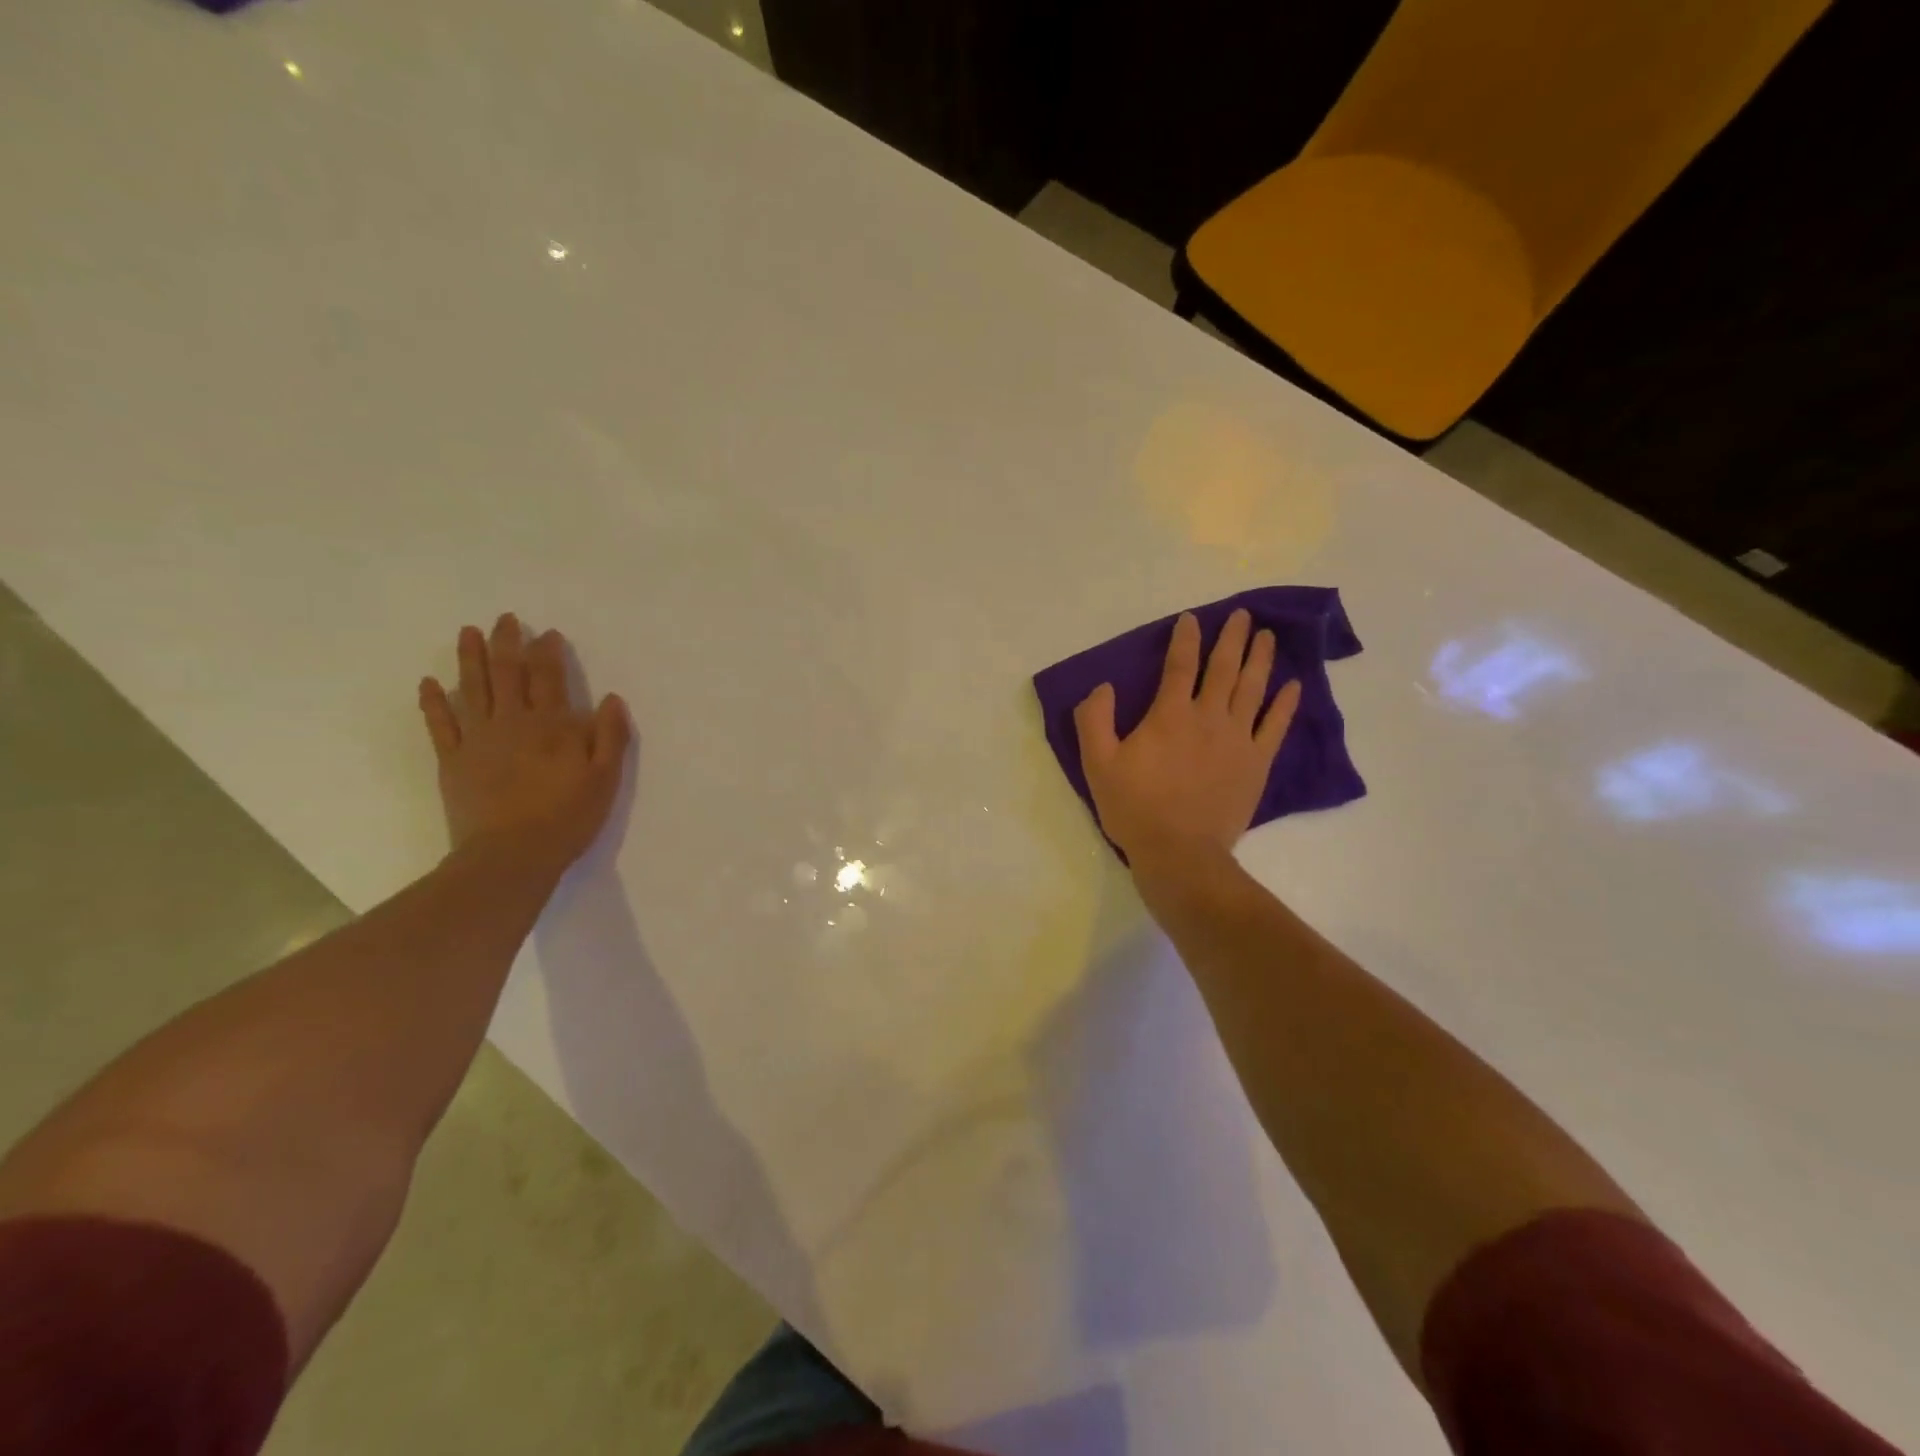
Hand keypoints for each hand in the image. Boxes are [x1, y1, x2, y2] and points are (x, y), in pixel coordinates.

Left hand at [417, 614, 631, 868]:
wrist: (510, 856)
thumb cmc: (566, 817)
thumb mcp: (605, 779)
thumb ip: (610, 736)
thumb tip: (611, 698)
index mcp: (551, 726)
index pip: (549, 678)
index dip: (548, 652)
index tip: (547, 633)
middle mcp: (512, 722)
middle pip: (508, 673)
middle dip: (507, 643)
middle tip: (505, 619)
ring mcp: (478, 739)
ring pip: (472, 689)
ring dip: (470, 659)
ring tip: (468, 632)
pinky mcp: (453, 760)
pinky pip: (440, 724)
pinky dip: (433, 702)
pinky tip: (428, 683)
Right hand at [1073, 609, 1300, 866]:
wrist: (1180, 853)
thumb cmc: (1135, 808)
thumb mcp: (1097, 764)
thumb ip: (1094, 720)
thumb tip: (1103, 687)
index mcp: (1170, 715)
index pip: (1180, 666)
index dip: (1185, 639)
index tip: (1192, 619)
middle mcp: (1208, 717)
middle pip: (1224, 669)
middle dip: (1233, 638)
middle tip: (1243, 616)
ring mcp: (1238, 739)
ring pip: (1253, 689)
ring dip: (1261, 659)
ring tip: (1268, 637)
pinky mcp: (1256, 763)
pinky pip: (1275, 726)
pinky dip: (1285, 704)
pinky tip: (1293, 685)